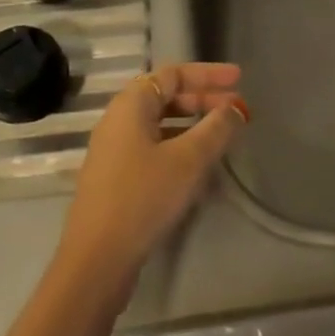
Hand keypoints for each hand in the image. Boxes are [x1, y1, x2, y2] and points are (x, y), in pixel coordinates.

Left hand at [54, 63, 246, 303]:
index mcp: (131, 105)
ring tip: (222, 135)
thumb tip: (236, 107)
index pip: (173, 73)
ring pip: (160, 124)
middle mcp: (118, 120)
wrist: (96, 261)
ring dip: (192, 124)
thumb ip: (216, 129)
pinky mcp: (115, 178)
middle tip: (235, 109)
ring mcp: (114, 150)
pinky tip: (197, 166)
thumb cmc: (142, 198)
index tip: (238, 78)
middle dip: (202, 99)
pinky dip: (178, 146)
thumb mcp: (188, 161)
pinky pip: (152, 147)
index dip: (208, 74)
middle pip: (165, 96)